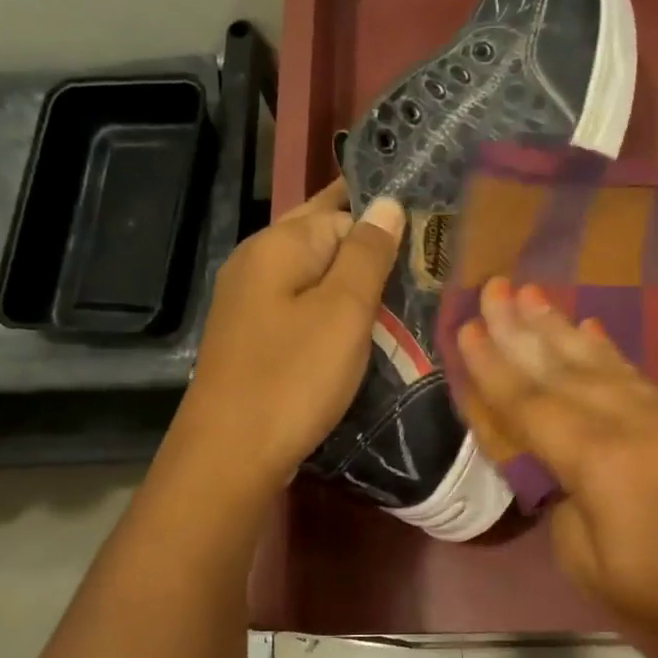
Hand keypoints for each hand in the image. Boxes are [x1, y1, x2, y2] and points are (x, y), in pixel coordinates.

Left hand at [174, 180, 403, 496]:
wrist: (230, 454)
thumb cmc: (293, 378)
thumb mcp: (343, 312)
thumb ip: (367, 254)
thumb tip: (388, 203)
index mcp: (277, 245)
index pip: (341, 212)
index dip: (382, 224)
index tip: (426, 242)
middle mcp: (255, 262)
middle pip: (319, 237)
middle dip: (365, 246)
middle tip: (418, 265)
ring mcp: (248, 302)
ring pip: (310, 274)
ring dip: (350, 281)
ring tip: (399, 297)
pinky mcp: (251, 337)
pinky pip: (299, 306)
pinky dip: (329, 310)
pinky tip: (355, 329)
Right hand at [455, 279, 657, 657]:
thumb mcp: (588, 565)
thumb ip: (564, 501)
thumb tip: (559, 468)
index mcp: (602, 462)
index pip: (532, 404)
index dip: (494, 367)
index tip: (467, 328)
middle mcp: (636, 423)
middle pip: (566, 368)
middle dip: (524, 329)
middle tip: (495, 289)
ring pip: (603, 363)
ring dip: (563, 329)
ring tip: (533, 295)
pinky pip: (637, 377)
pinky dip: (607, 351)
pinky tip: (590, 329)